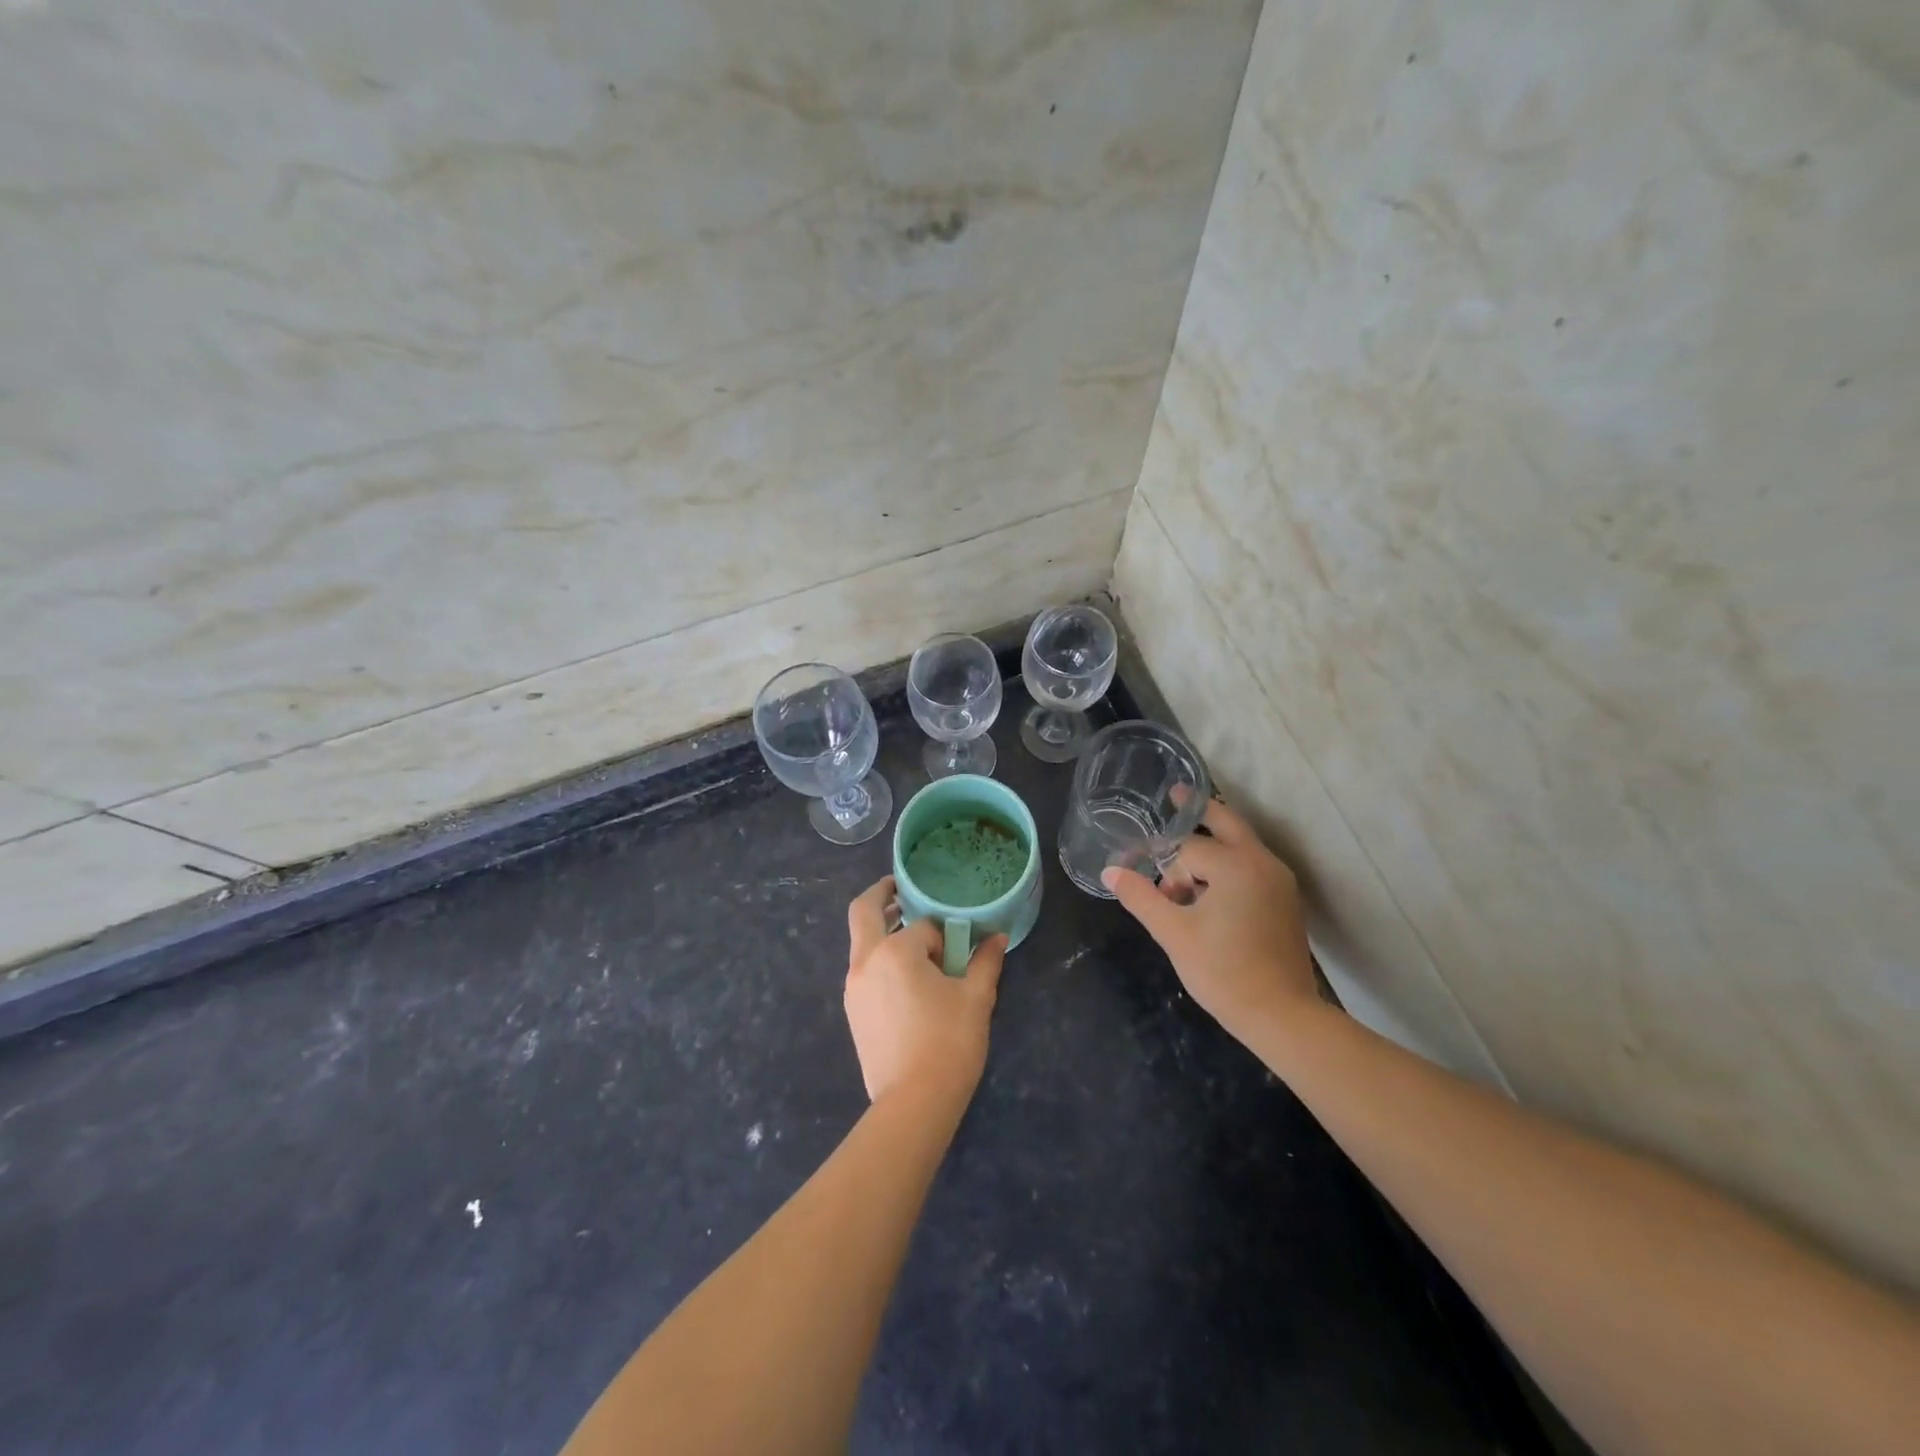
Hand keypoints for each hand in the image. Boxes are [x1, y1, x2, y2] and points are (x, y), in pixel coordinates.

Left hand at [844, 877, 1005, 1106]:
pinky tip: (905, 979)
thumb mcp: (977, 999)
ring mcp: (854, 987)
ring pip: (861, 942)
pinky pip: (863, 969)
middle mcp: (866, 961)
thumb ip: (986, 962)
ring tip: (911, 939)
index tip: (958, 947)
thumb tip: (998, 938)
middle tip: (899, 887)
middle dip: (881, 894)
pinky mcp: (852, 1011)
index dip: (943, 933)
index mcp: (896, 952)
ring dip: (881, 930)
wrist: (913, 1104)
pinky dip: (879, 959)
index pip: (921, 925)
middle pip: (863, 912)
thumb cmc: (949, 1044)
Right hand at [1102, 798, 1318, 1044]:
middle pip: (1227, 822)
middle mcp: (1262, 862)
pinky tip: (1209, 889)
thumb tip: (1110, 871)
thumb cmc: (1223, 972)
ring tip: (1182, 867)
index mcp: (1235, 865)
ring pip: (1242, 845)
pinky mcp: (1285, 901)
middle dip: (1199, 809)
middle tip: (1176, 794)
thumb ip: (1141, 897)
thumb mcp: (1173, 933)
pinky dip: (1229, 864)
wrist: (1283, 1016)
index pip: (1185, 849)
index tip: (1139, 878)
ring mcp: (1279, 881)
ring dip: (1212, 845)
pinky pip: (1253, 866)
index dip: (1159, 864)